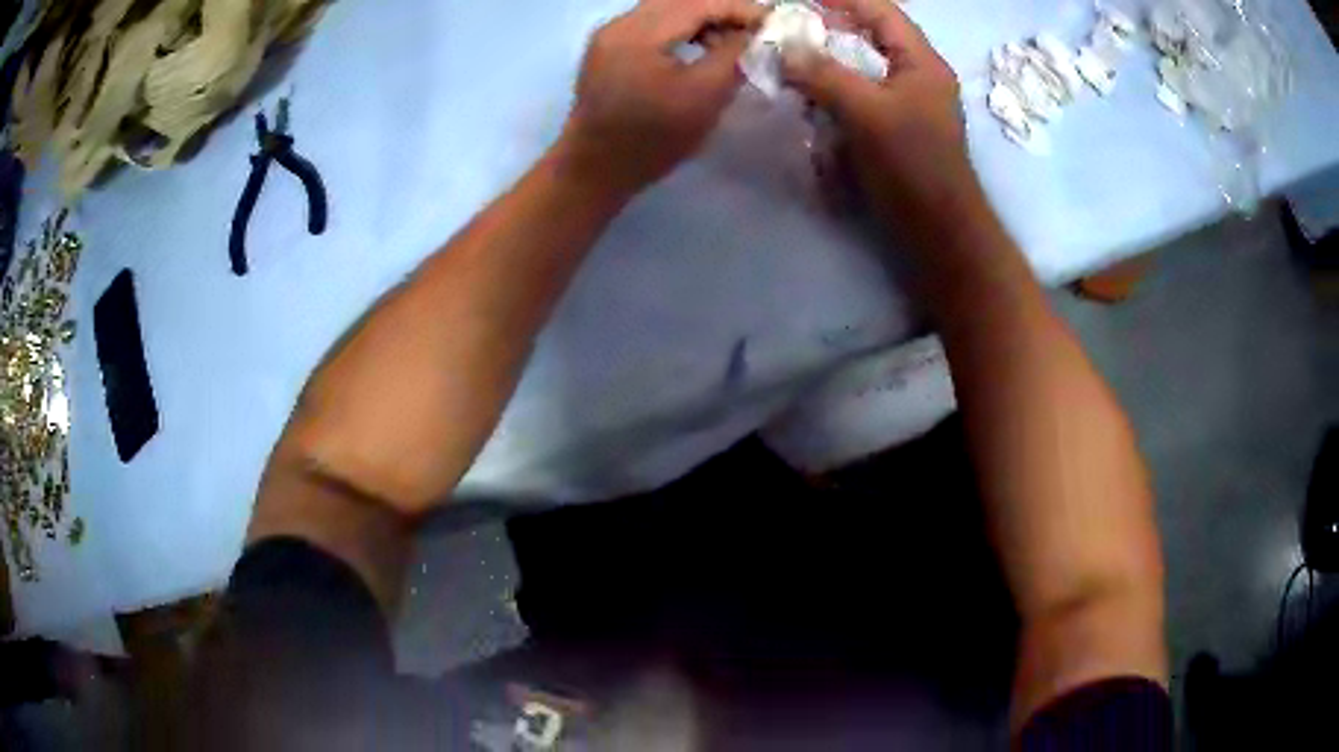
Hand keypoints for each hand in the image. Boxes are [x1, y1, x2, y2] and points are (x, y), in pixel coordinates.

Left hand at [557, 0, 764, 196]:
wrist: (595, 169)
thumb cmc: (652, 140)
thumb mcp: (704, 97)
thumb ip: (733, 56)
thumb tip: (755, 34)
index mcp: (639, 32)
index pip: (698, 2)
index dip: (740, 8)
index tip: (773, 22)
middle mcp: (620, 23)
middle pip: (681, 0)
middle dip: (722, 10)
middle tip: (756, 30)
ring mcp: (611, 33)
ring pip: (667, 9)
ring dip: (703, 18)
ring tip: (732, 42)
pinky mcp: (610, 47)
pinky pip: (653, 24)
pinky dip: (683, 28)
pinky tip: (701, 47)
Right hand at [783, 0, 982, 238]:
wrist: (938, 231)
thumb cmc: (913, 165)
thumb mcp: (867, 112)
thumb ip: (824, 75)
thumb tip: (785, 48)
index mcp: (922, 63)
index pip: (881, 12)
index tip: (801, 0)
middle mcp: (915, 77)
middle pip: (869, 39)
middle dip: (827, 34)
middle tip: (788, 34)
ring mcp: (904, 106)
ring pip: (860, 71)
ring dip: (826, 69)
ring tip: (792, 68)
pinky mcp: (892, 132)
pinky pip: (858, 102)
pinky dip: (833, 98)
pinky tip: (810, 104)